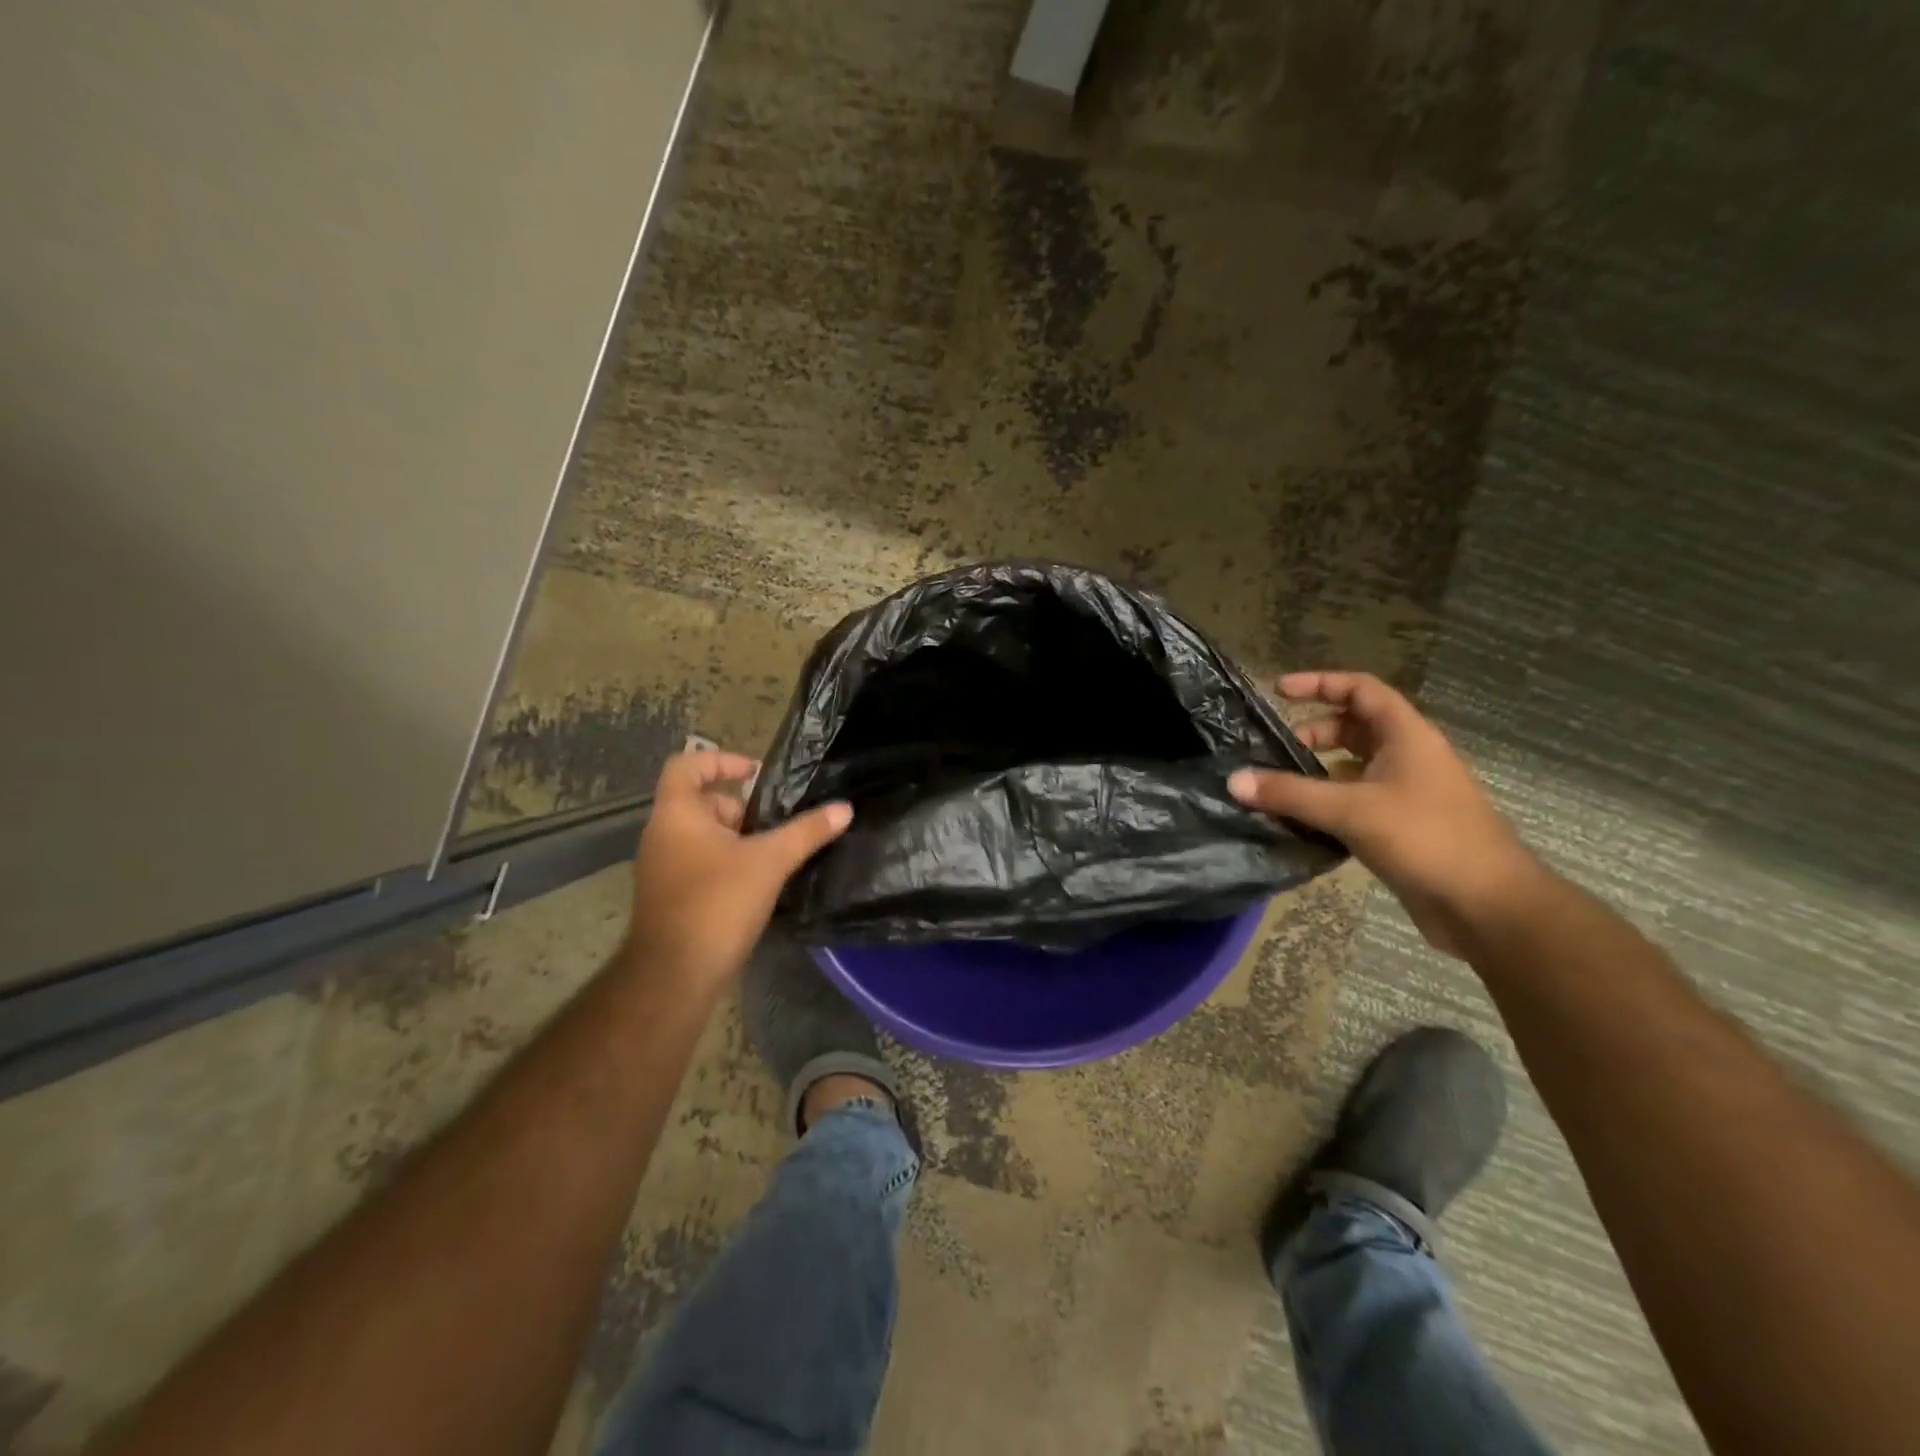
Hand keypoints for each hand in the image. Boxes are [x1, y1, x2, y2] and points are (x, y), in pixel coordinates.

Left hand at [625, 749, 851, 988]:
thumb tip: (845, 808)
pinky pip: (699, 862)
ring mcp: (662, 867)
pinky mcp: (669, 895)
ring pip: (702, 835)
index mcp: (677, 815)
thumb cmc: (717, 903)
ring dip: (737, 837)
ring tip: (775, 853)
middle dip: (741, 807)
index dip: (721, 760)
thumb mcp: (770, 861)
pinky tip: (758, 882)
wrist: (675, 974)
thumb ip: (807, 832)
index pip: (687, 765)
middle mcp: (662, 835)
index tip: (756, 774)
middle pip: (700, 802)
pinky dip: (727, 861)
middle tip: (776, 822)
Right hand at [1229, 671, 1541, 954]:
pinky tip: (1300, 821)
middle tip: (1274, 751)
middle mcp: (1408, 757)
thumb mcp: (1351, 810)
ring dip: (1316, 772)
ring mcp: (1407, 793)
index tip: (1278, 690)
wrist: (1488, 905)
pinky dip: (1327, 803)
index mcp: (1406, 737)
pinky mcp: (1402, 827)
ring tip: (1278, 787)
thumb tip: (1233, 780)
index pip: (1361, 690)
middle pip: (1354, 728)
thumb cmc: (1426, 839)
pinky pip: (1356, 801)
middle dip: (1312, 734)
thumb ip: (1290, 794)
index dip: (1320, 683)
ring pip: (1353, 767)